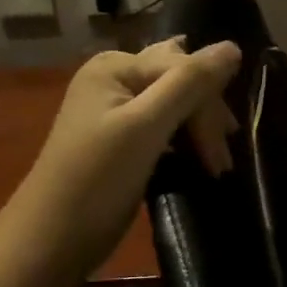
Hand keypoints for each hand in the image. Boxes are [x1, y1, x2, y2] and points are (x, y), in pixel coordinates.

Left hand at [19, 37, 241, 276]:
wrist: (53, 239)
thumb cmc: (97, 179)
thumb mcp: (146, 126)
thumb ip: (190, 84)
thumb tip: (233, 47)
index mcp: (115, 67)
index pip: (182, 67)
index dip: (208, 105)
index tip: (223, 149)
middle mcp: (116, 80)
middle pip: (180, 83)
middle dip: (206, 120)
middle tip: (222, 164)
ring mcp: (118, 111)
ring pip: (177, 107)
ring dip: (200, 134)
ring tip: (215, 167)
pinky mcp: (124, 142)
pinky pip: (166, 129)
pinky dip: (185, 144)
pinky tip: (197, 162)